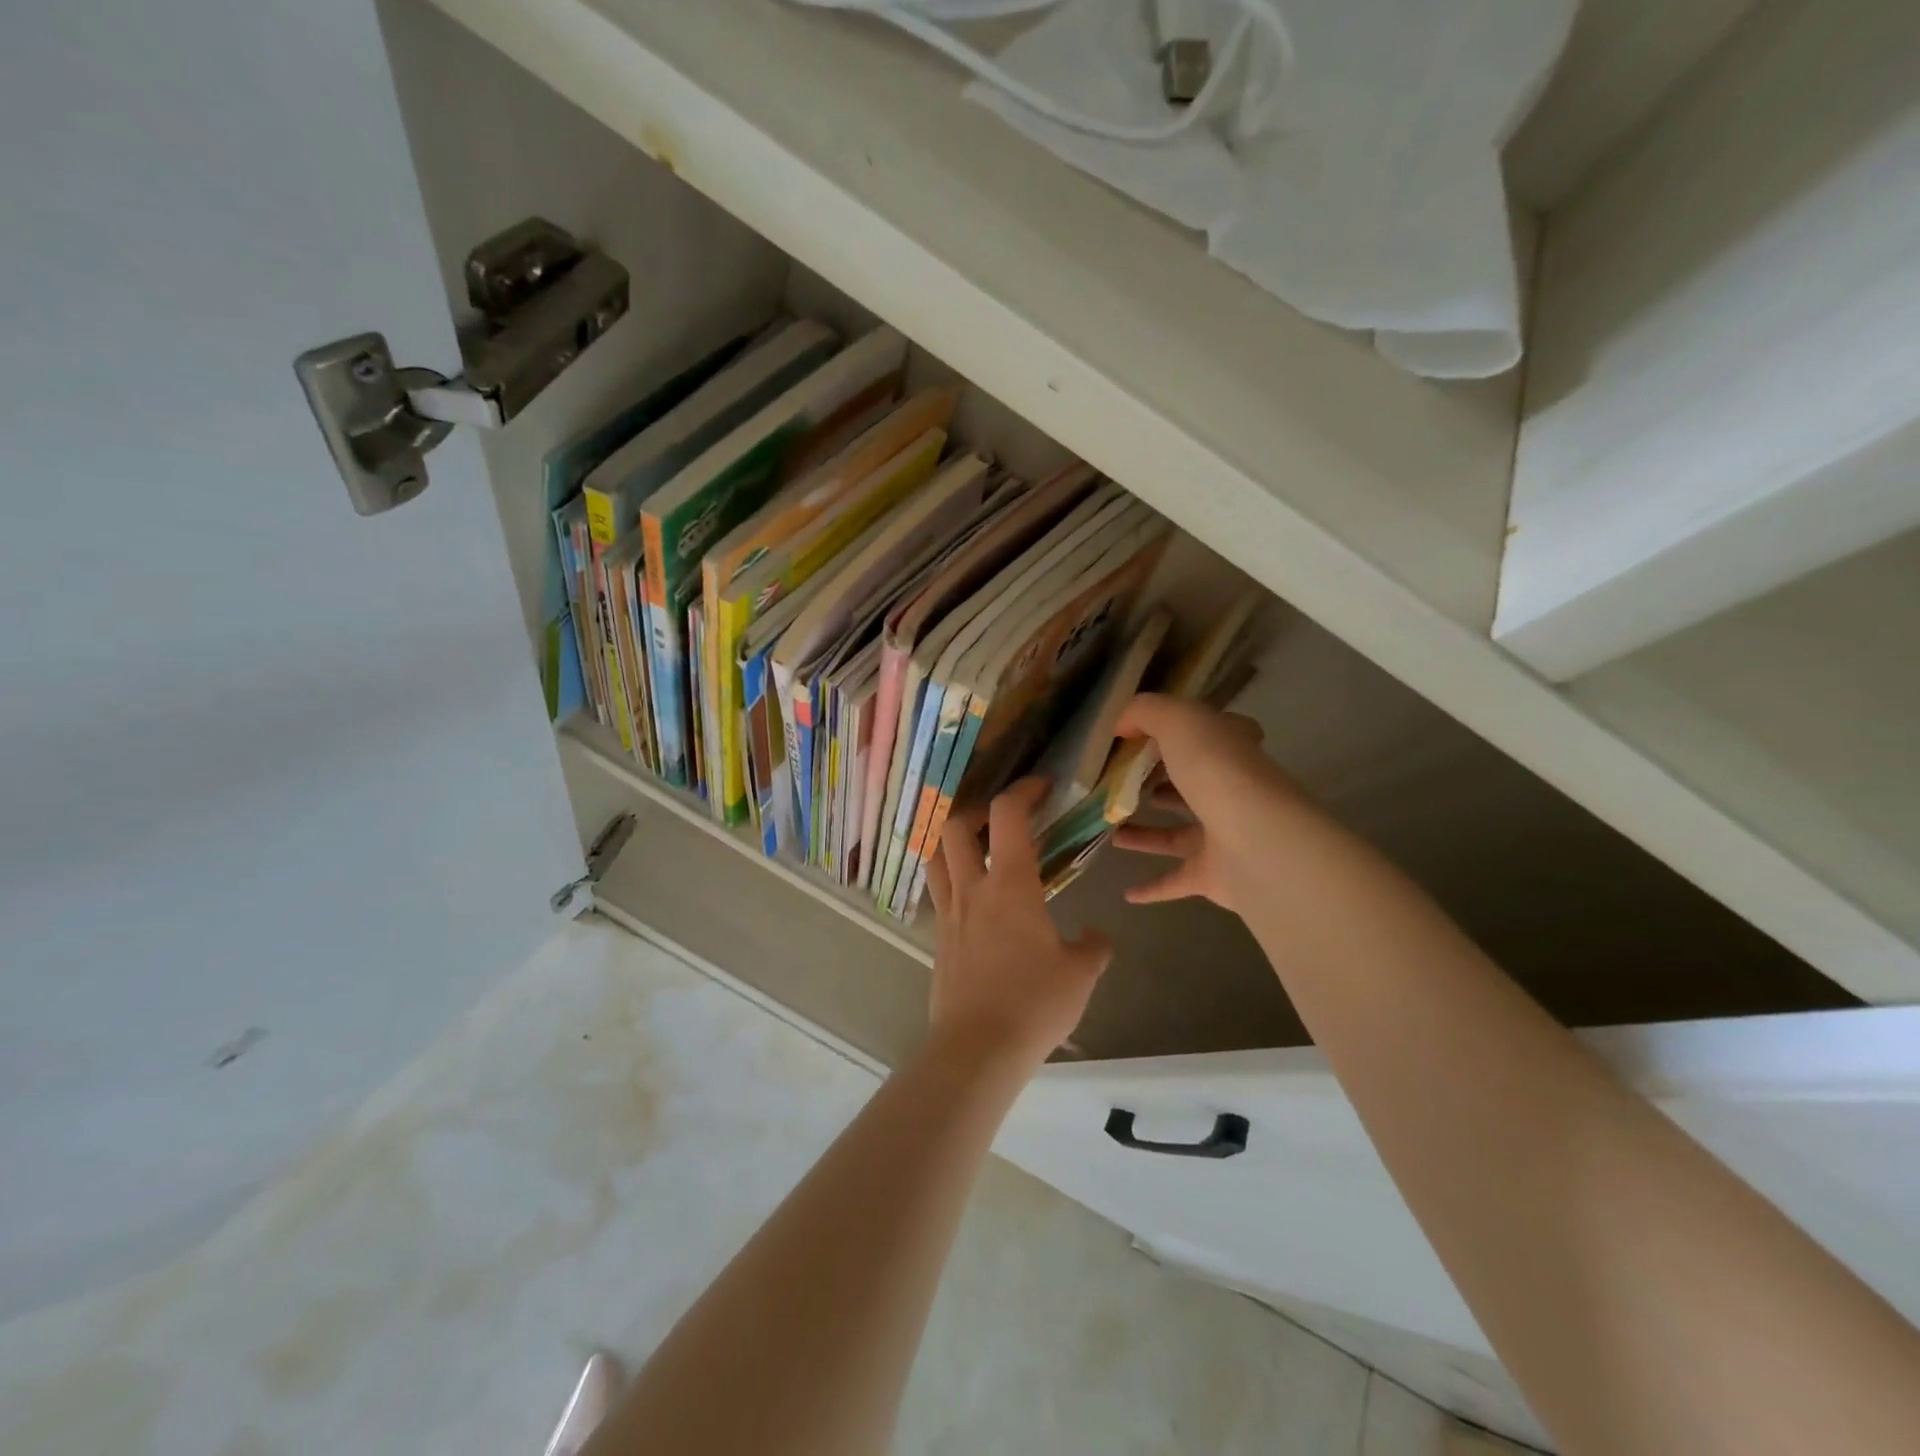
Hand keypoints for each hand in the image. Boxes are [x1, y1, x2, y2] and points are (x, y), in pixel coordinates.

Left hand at [925, 778, 1113, 1067]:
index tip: (1040, 786)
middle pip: (955, 827)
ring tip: (975, 846)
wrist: (978, 1049)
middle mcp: (972, 889)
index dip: (1022, 790)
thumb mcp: (1080, 975)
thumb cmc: (1034, 1003)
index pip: (1007, 816)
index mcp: (1009, 884)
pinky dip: (952, 881)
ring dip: (952, 841)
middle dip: (976, 810)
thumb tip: (1096, 936)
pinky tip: (975, 901)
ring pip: (936, 858)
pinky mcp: (938, 942)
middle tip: (1000, 817)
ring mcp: (949, 915)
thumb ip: (1093, 947)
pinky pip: (939, 896)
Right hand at [1111, 693, 1297, 912]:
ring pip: (1178, 834)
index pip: (1216, 734)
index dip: (1189, 730)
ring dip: (1146, 833)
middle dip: (1162, 782)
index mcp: (1230, 751)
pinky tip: (1127, 892)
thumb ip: (1146, 712)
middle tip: (1122, 782)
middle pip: (1193, 785)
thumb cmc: (1217, 772)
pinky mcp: (1213, 875)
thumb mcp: (1178, 721)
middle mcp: (1231, 792)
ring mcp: (1223, 836)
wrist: (1256, 841)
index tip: (1151, 734)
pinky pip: (1176, 880)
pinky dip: (1153, 887)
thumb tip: (1121, 724)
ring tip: (1110, 827)